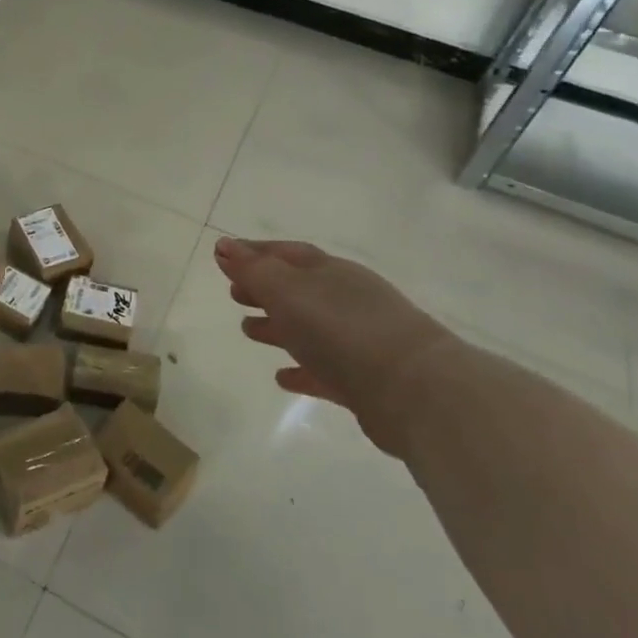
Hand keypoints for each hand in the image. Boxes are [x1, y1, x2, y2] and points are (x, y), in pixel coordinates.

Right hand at [214, 237, 455, 458]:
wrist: (414, 391)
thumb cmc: (341, 329)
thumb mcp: (287, 291)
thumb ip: (254, 270)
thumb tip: (224, 246)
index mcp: (330, 272)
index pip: (287, 253)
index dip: (255, 252)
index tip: (223, 255)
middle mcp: (346, 300)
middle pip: (297, 289)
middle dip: (264, 288)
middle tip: (233, 293)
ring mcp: (358, 341)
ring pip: (308, 328)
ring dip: (277, 326)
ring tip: (247, 330)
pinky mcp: (363, 382)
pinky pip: (323, 370)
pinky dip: (301, 369)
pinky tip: (281, 377)